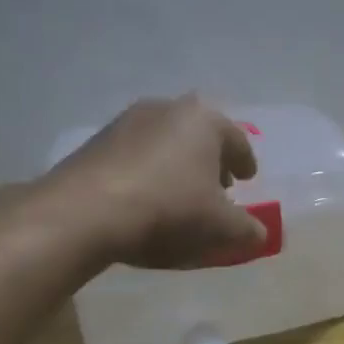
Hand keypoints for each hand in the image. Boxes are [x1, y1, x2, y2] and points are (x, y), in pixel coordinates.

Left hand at [48, 96, 263, 268]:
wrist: (83, 212)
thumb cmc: (168, 209)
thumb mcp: (219, 227)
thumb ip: (247, 229)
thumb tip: (259, 234)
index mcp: (205, 121)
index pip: (237, 140)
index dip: (245, 162)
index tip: (247, 178)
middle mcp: (168, 109)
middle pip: (200, 135)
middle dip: (211, 160)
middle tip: (218, 186)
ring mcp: (127, 121)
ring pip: (166, 142)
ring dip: (177, 164)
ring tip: (180, 194)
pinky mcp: (96, 141)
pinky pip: (136, 155)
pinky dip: (148, 171)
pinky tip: (145, 198)